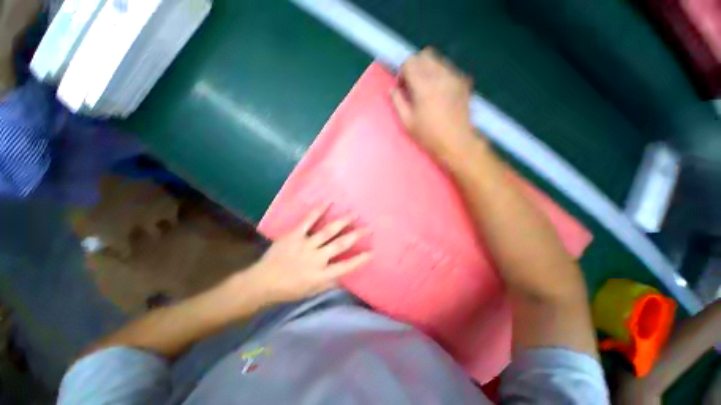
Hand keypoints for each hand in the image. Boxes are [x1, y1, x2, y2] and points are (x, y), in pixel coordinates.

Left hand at [244, 207, 370, 303]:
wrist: (262, 283)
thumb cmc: (290, 289)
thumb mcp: (313, 291)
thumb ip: (330, 281)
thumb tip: (345, 272)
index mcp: (321, 275)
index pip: (346, 267)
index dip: (360, 259)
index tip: (372, 251)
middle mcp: (316, 259)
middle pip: (341, 245)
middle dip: (356, 235)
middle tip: (368, 227)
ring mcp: (305, 245)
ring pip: (328, 231)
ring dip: (343, 221)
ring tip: (354, 214)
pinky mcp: (294, 235)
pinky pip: (308, 221)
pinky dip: (318, 211)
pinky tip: (327, 202)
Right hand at [391, 48, 478, 163]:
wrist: (456, 142)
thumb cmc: (428, 135)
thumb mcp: (407, 122)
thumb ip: (397, 102)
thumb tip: (393, 89)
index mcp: (424, 85)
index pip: (410, 62)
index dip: (402, 72)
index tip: (402, 87)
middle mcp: (441, 75)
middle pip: (425, 55)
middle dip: (415, 66)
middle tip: (412, 85)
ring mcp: (455, 77)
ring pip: (438, 60)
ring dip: (428, 69)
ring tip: (426, 89)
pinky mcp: (464, 82)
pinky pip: (449, 69)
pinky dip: (440, 75)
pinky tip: (439, 92)